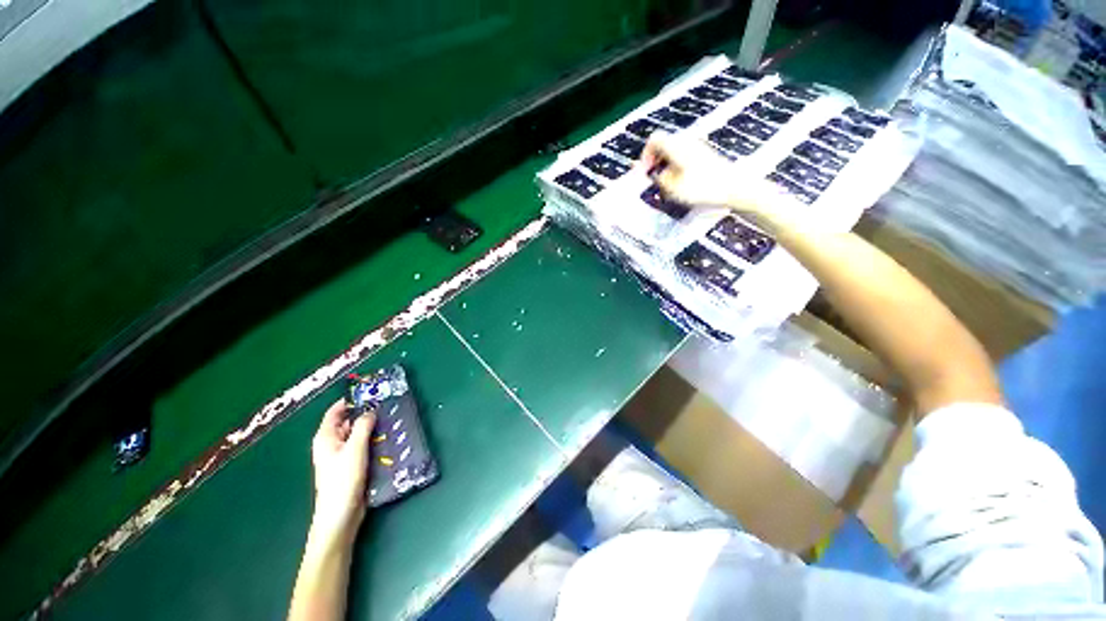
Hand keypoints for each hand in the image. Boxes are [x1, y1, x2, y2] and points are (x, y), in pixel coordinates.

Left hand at [310, 399, 375, 544]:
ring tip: (390, 419)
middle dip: (365, 413)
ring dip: (371, 428)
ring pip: (357, 435)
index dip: (350, 400)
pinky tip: (387, 438)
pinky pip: (362, 446)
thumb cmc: (343, 479)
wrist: (340, 514)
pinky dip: (373, 440)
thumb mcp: (355, 449)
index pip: (335, 412)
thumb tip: (370, 411)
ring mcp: (341, 455)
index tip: (370, 392)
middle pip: (348, 422)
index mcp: (326, 437)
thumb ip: (363, 426)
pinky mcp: (351, 465)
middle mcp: (332, 444)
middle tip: (386, 405)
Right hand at [640, 132, 787, 223]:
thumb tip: (653, 174)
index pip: (654, 140)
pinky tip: (679, 183)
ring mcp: (697, 147)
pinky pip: (683, 157)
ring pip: (673, 152)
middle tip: (653, 180)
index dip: (645, 155)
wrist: (734, 187)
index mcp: (677, 146)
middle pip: (663, 145)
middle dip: (654, 162)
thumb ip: (658, 179)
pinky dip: (676, 167)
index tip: (645, 173)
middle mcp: (686, 142)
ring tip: (666, 184)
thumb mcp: (673, 188)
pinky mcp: (704, 156)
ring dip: (665, 166)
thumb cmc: (701, 188)